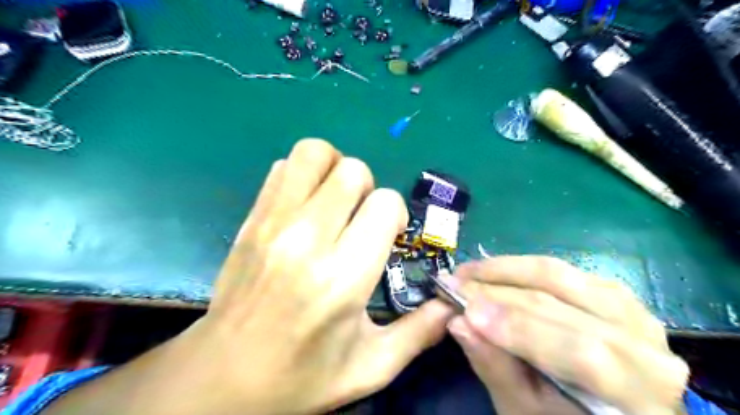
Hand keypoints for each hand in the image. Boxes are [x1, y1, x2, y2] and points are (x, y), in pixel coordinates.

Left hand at [202, 140, 457, 411]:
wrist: (224, 377)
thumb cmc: (303, 376)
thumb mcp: (372, 366)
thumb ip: (420, 332)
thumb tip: (453, 303)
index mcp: (343, 277)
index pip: (384, 204)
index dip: (394, 215)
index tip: (386, 237)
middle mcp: (307, 239)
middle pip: (352, 170)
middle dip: (368, 190)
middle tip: (360, 220)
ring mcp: (273, 223)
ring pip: (313, 153)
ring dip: (334, 169)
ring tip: (335, 201)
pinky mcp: (251, 219)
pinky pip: (282, 168)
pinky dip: (303, 175)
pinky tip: (306, 206)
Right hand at [442, 255, 690, 414]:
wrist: (612, 412)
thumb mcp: (525, 412)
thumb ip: (496, 367)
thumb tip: (459, 323)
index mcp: (639, 395)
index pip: (580, 353)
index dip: (518, 329)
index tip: (465, 312)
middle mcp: (646, 345)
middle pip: (564, 306)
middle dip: (499, 292)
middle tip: (454, 284)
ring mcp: (630, 311)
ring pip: (561, 276)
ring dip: (508, 269)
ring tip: (469, 271)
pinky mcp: (612, 293)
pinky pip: (562, 270)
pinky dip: (524, 267)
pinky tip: (497, 270)